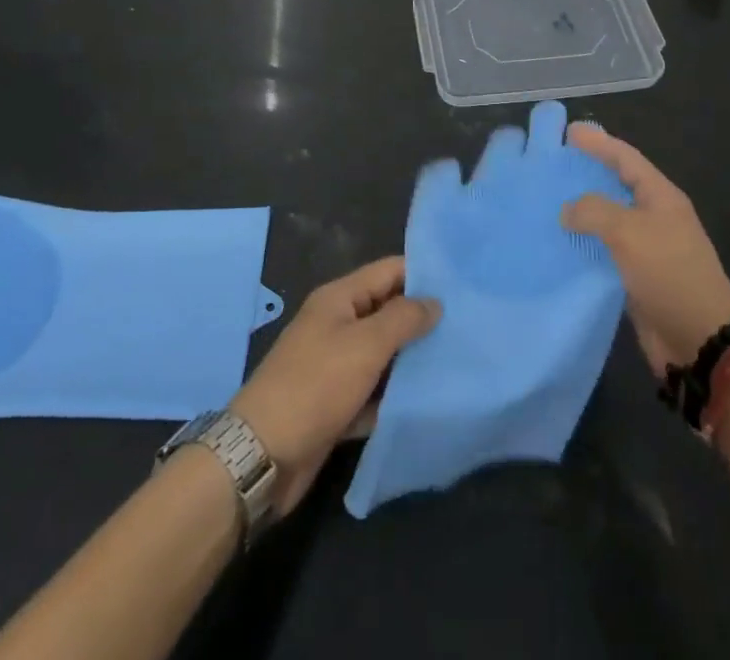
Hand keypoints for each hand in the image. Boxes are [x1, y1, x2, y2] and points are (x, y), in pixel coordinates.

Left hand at [230, 257, 439, 515]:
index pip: (389, 271)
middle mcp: (337, 325)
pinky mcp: (336, 404)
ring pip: (384, 354)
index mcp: (339, 299)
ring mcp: (335, 366)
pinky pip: (374, 391)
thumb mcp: (364, 345)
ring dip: (412, 359)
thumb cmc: (314, 387)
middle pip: (388, 311)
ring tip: (457, 360)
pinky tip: (426, 401)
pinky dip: (394, 395)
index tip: (463, 284)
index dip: (423, 274)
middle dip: (422, 319)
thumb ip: (403, 318)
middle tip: (468, 325)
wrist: (260, 458)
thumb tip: (434, 302)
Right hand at [560, 126, 729, 372]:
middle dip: (589, 172)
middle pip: (618, 185)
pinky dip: (584, 245)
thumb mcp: (630, 232)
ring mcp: (647, 248)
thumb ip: (595, 211)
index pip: (626, 158)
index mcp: (661, 196)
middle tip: (556, 163)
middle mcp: (655, 216)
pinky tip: (560, 244)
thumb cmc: (669, 273)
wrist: (700, 339)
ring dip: (583, 210)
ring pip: (610, 219)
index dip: (599, 143)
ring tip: (549, 201)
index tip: (570, 132)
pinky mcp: (637, 277)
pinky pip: (606, 251)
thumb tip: (568, 209)